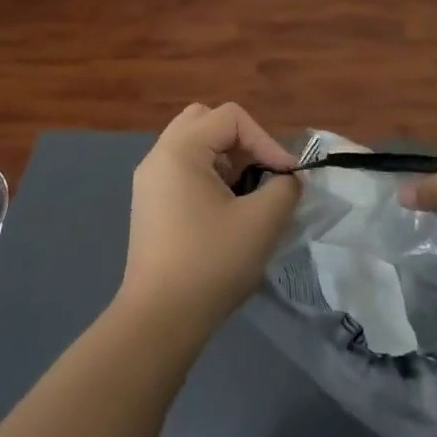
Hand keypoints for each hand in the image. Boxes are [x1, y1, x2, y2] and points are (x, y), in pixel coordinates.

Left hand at [117, 103, 303, 342]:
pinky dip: (208, 177)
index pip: (231, 117)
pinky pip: (182, 170)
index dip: (265, 140)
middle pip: (206, 121)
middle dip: (241, 142)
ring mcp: (149, 181)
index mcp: (179, 150)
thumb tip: (287, 180)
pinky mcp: (149, 204)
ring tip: (245, 194)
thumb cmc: (211, 262)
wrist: (159, 319)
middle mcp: (158, 156)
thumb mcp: (261, 222)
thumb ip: (284, 189)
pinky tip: (224, 212)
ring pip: (193, 145)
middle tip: (260, 173)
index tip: (285, 178)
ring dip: (225, 160)